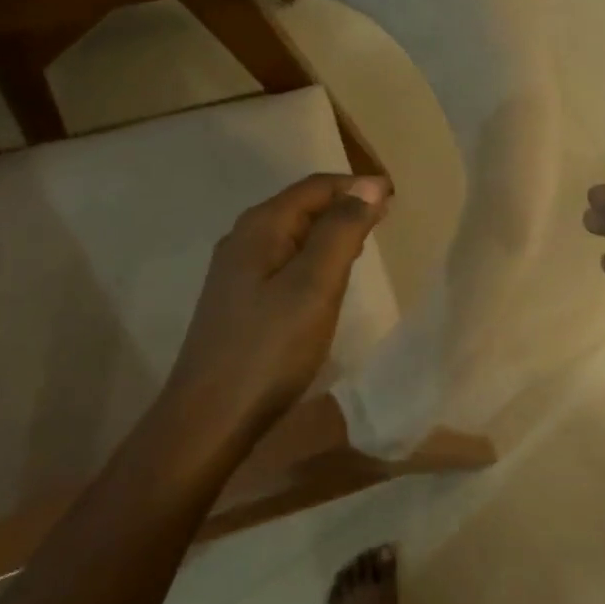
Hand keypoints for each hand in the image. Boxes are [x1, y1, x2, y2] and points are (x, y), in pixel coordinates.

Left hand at [163, 173, 390, 443]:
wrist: (209, 417)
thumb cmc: (269, 349)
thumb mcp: (313, 286)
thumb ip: (341, 232)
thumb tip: (369, 186)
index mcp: (260, 228)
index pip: (314, 187)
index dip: (355, 186)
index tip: (395, 196)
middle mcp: (243, 240)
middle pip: (300, 207)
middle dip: (343, 205)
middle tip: (385, 216)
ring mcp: (236, 273)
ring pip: (292, 235)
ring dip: (329, 231)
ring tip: (364, 240)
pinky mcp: (238, 302)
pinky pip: (283, 262)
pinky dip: (312, 258)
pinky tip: (326, 278)